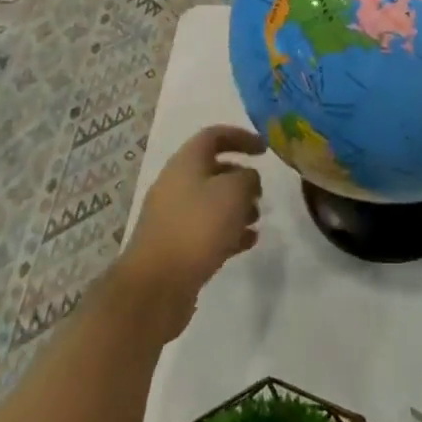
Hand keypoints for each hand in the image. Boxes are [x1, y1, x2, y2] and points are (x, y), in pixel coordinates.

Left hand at [116, 126, 266, 336]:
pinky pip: (206, 229)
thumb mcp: (234, 192)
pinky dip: (228, 231)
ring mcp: (173, 216)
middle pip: (213, 170)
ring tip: (257, 220)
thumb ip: (247, 178)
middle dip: (240, 178)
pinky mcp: (176, 246)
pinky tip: (248, 242)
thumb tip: (247, 180)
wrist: (156, 285)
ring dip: (236, 207)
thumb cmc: (198, 227)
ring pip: (211, 202)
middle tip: (260, 192)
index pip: (214, 136)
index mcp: (186, 162)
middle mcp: (176, 184)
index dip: (241, 137)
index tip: (265, 149)